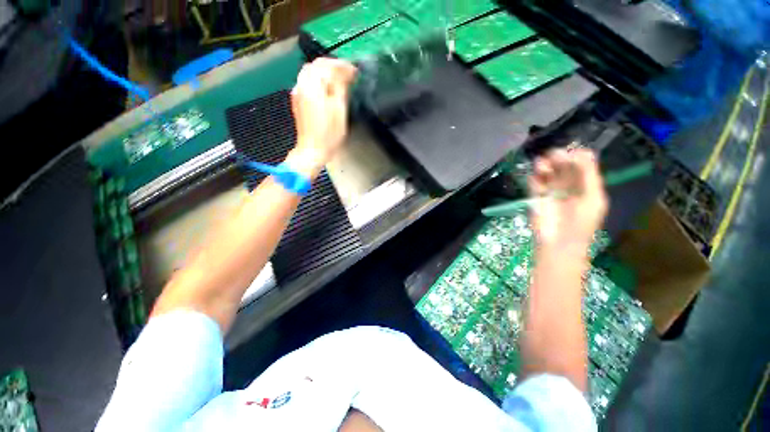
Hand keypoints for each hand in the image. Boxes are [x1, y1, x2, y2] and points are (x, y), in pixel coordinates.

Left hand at [287, 58, 357, 176]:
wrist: (312, 150)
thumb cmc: (329, 134)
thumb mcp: (339, 110)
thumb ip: (341, 87)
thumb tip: (346, 72)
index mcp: (312, 85)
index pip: (327, 65)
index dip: (343, 66)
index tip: (355, 72)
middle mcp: (302, 84)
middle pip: (317, 65)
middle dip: (333, 67)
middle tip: (349, 75)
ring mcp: (298, 92)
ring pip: (311, 73)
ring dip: (326, 72)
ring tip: (340, 80)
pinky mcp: (298, 100)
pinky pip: (307, 82)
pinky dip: (319, 80)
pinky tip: (328, 88)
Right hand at [529, 148, 607, 255]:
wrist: (558, 243)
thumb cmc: (581, 223)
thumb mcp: (592, 197)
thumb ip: (589, 174)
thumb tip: (580, 151)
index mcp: (586, 185)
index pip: (582, 163)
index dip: (576, 155)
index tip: (569, 153)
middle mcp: (569, 185)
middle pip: (563, 165)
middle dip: (558, 158)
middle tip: (553, 156)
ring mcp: (552, 191)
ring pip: (547, 172)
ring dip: (544, 166)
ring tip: (542, 166)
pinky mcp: (536, 197)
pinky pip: (534, 182)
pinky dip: (534, 177)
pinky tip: (535, 176)